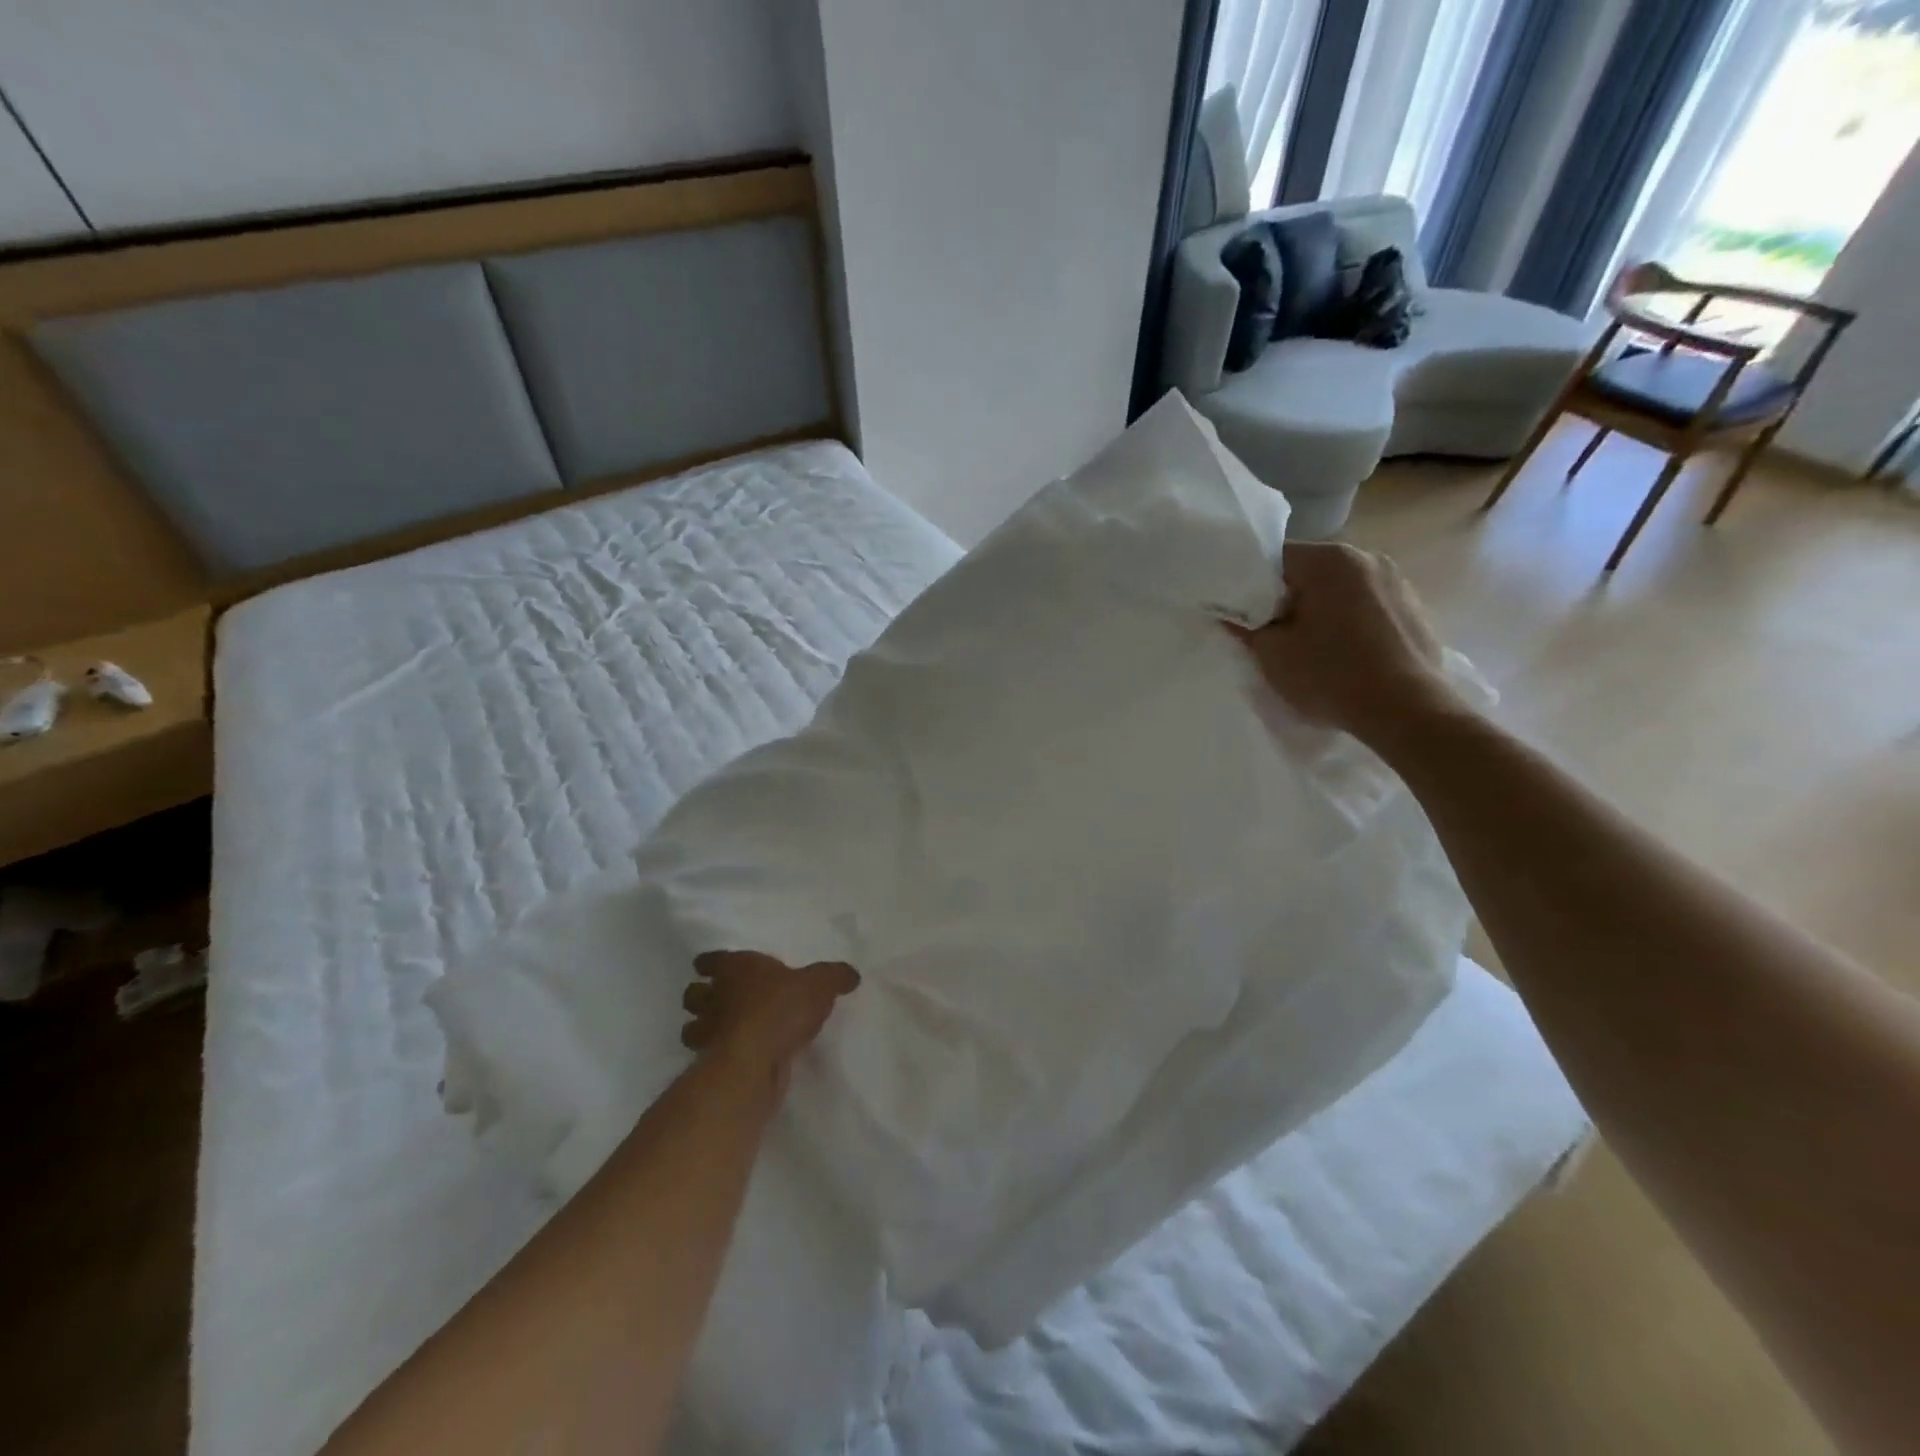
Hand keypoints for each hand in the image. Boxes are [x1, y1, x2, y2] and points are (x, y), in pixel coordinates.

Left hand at [680, 950, 860, 1082]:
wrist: (757, 1058)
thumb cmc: (782, 1007)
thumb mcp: (820, 984)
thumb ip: (835, 977)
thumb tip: (852, 974)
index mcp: (736, 968)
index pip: (711, 960)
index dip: (711, 964)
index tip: (710, 967)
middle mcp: (716, 997)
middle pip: (693, 994)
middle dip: (701, 997)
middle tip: (718, 1001)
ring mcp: (709, 1032)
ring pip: (692, 1027)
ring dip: (702, 1029)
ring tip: (721, 1032)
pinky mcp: (711, 1064)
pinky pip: (707, 1055)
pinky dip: (714, 1055)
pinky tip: (734, 1057)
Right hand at [1227, 542, 1464, 749]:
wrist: (1407, 710)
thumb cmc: (1330, 675)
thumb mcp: (1272, 654)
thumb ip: (1246, 627)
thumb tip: (1232, 614)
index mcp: (1329, 559)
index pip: (1275, 558)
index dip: (1252, 585)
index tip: (1244, 615)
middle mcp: (1367, 557)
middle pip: (1311, 571)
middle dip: (1289, 598)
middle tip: (1272, 634)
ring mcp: (1397, 581)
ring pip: (1341, 589)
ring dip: (1322, 610)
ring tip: (1311, 647)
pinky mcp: (1415, 609)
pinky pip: (1368, 606)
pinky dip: (1350, 623)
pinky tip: (1345, 655)